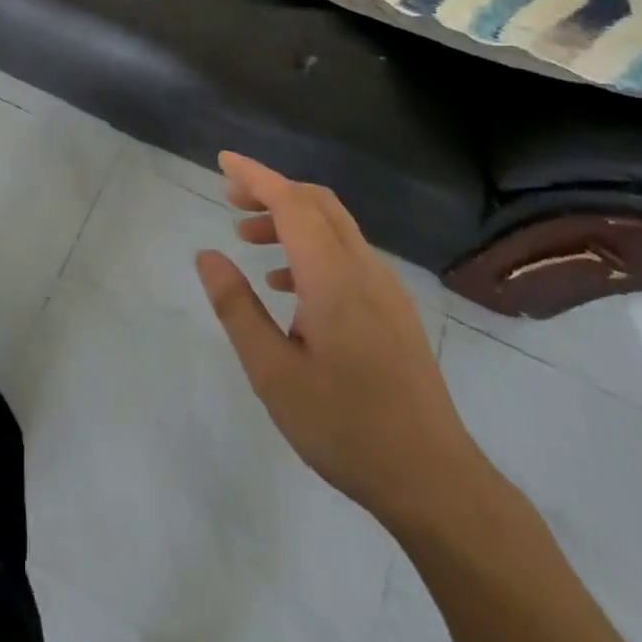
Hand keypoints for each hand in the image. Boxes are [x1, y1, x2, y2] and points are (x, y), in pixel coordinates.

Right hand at [194, 153, 486, 531]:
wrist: (434, 481)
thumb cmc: (345, 427)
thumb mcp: (272, 373)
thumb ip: (237, 308)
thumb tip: (207, 255)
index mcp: (333, 278)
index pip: (292, 203)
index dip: (256, 176)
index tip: (223, 161)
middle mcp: (364, 269)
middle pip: (317, 203)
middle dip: (272, 190)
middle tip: (231, 200)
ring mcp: (386, 289)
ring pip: (335, 226)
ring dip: (291, 219)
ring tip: (248, 240)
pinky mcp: (395, 309)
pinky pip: (348, 254)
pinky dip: (312, 246)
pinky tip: (288, 286)